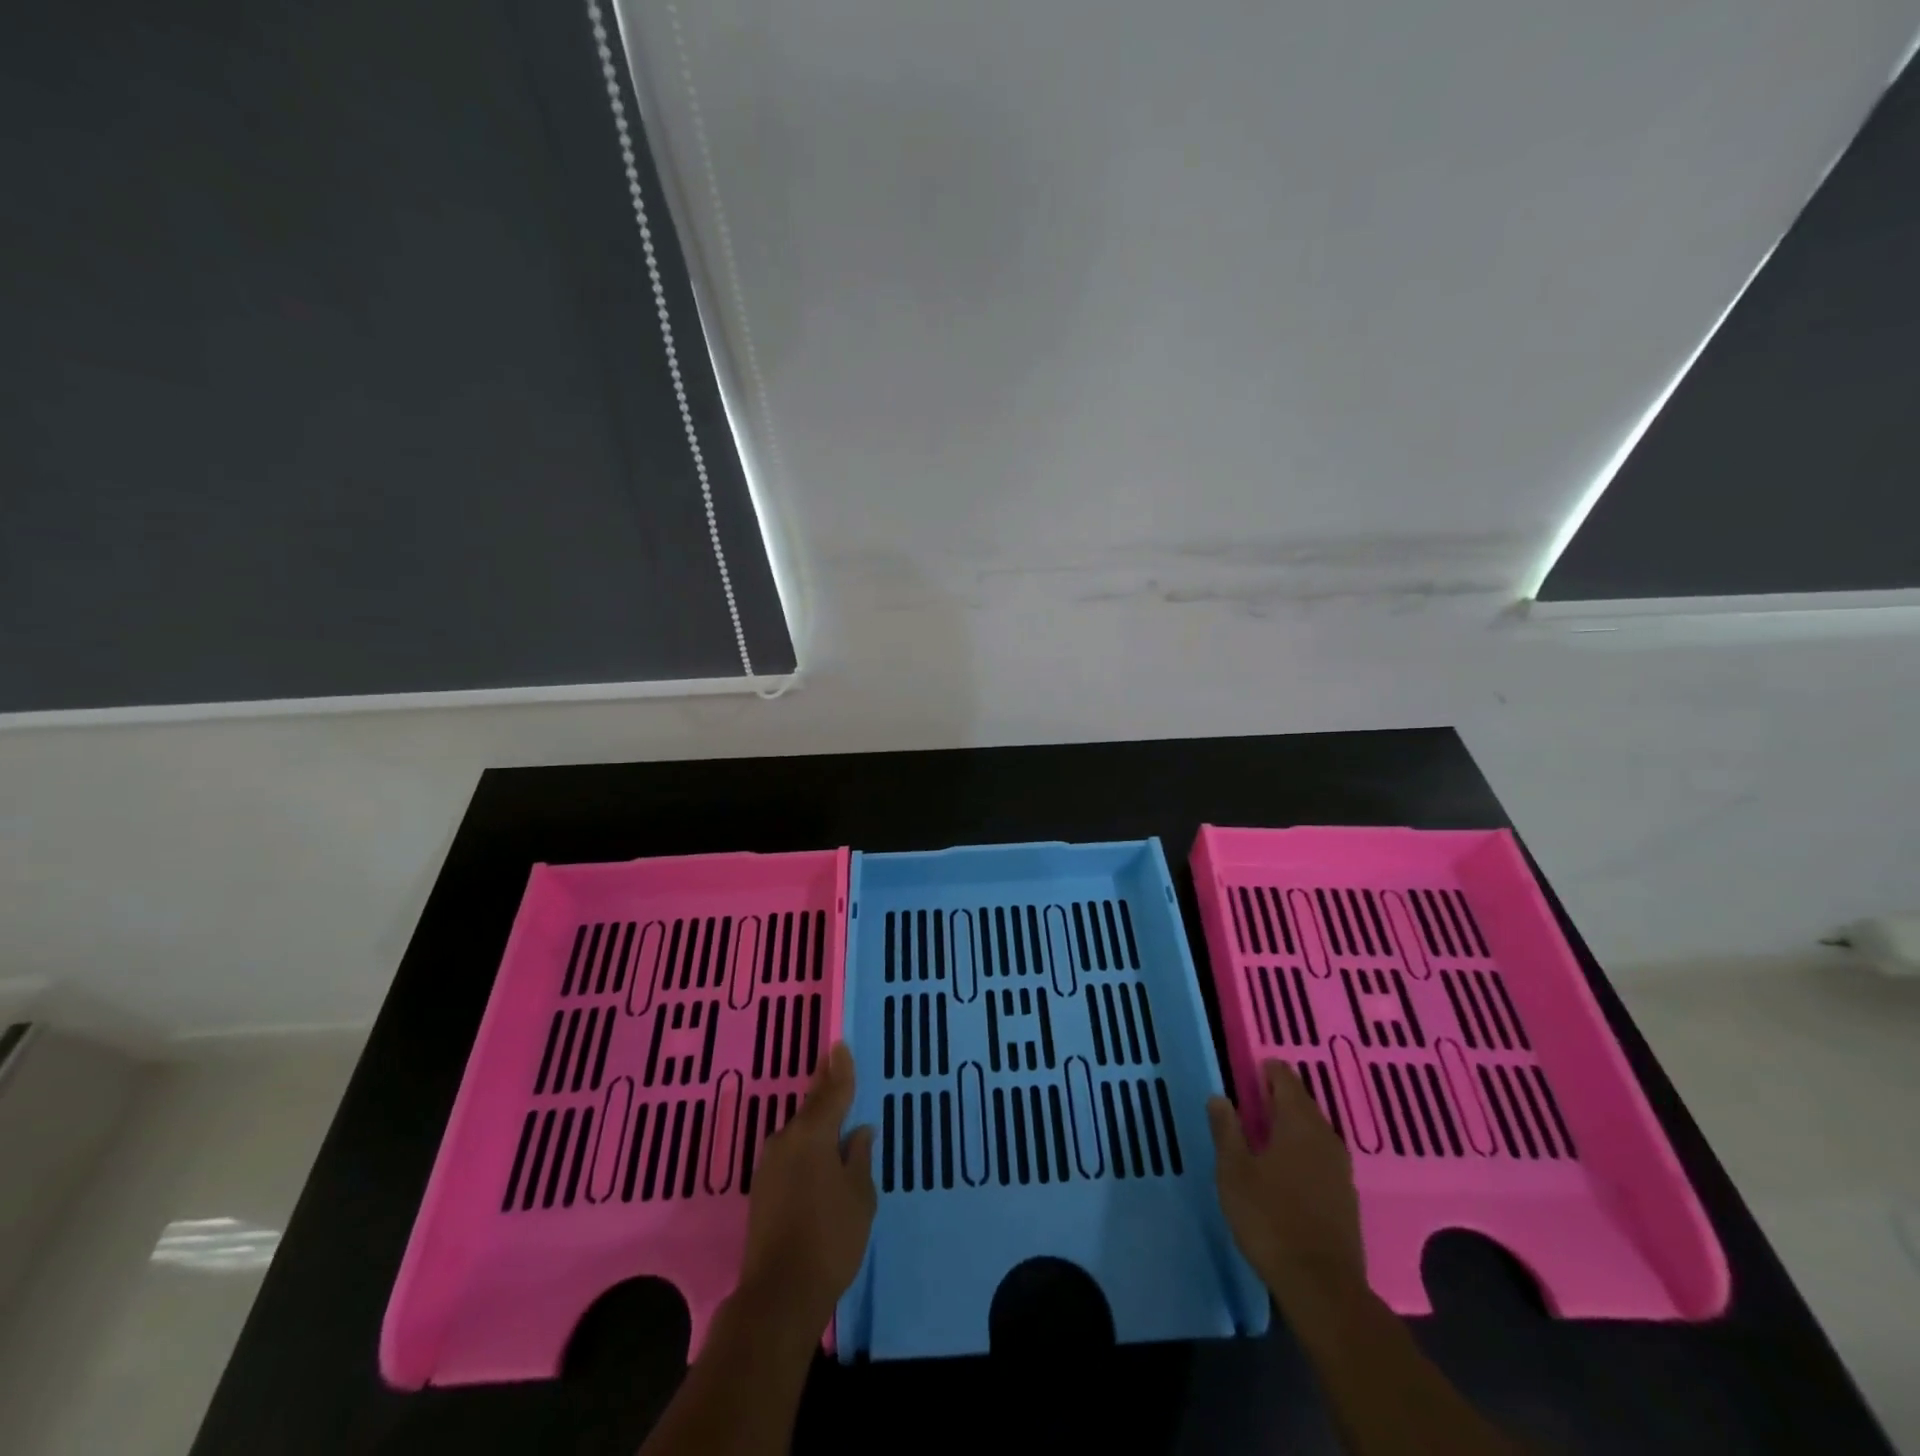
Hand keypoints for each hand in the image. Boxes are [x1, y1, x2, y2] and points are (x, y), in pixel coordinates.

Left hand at [736, 1043, 875, 1334]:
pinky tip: (818, 1153)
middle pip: (811, 1107)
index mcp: (813, 1134)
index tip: (840, 1044)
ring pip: (799, 1131)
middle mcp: (787, 1140)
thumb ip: (859, 1158)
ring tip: (833, 1109)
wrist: (778, 1295)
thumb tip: (859, 1132)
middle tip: (834, 1063)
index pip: (832, 1092)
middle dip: (824, 1086)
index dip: (840, 1069)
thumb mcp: (859, 1196)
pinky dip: (806, 1145)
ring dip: (815, 1120)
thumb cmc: (830, 1239)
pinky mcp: (761, 1189)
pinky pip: (790, 1153)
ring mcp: (769, 1165)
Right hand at [1208, 1061, 1367, 1319]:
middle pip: (1302, 1102)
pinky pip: (1321, 1154)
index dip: (1267, 1070)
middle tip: (1250, 1097)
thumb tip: (1219, 1095)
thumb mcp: (1234, 1171)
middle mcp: (1325, 1137)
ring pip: (1313, 1129)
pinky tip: (1286, 1164)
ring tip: (1264, 1129)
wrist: (1322, 1287)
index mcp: (1298, 1123)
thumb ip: (1226, 1130)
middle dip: (1278, 1095)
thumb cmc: (1270, 1219)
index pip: (1285, 1079)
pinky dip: (1302, 1148)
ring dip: (1291, 1123)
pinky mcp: (1345, 1195)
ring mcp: (1340, 1168)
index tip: (1248, 1070)